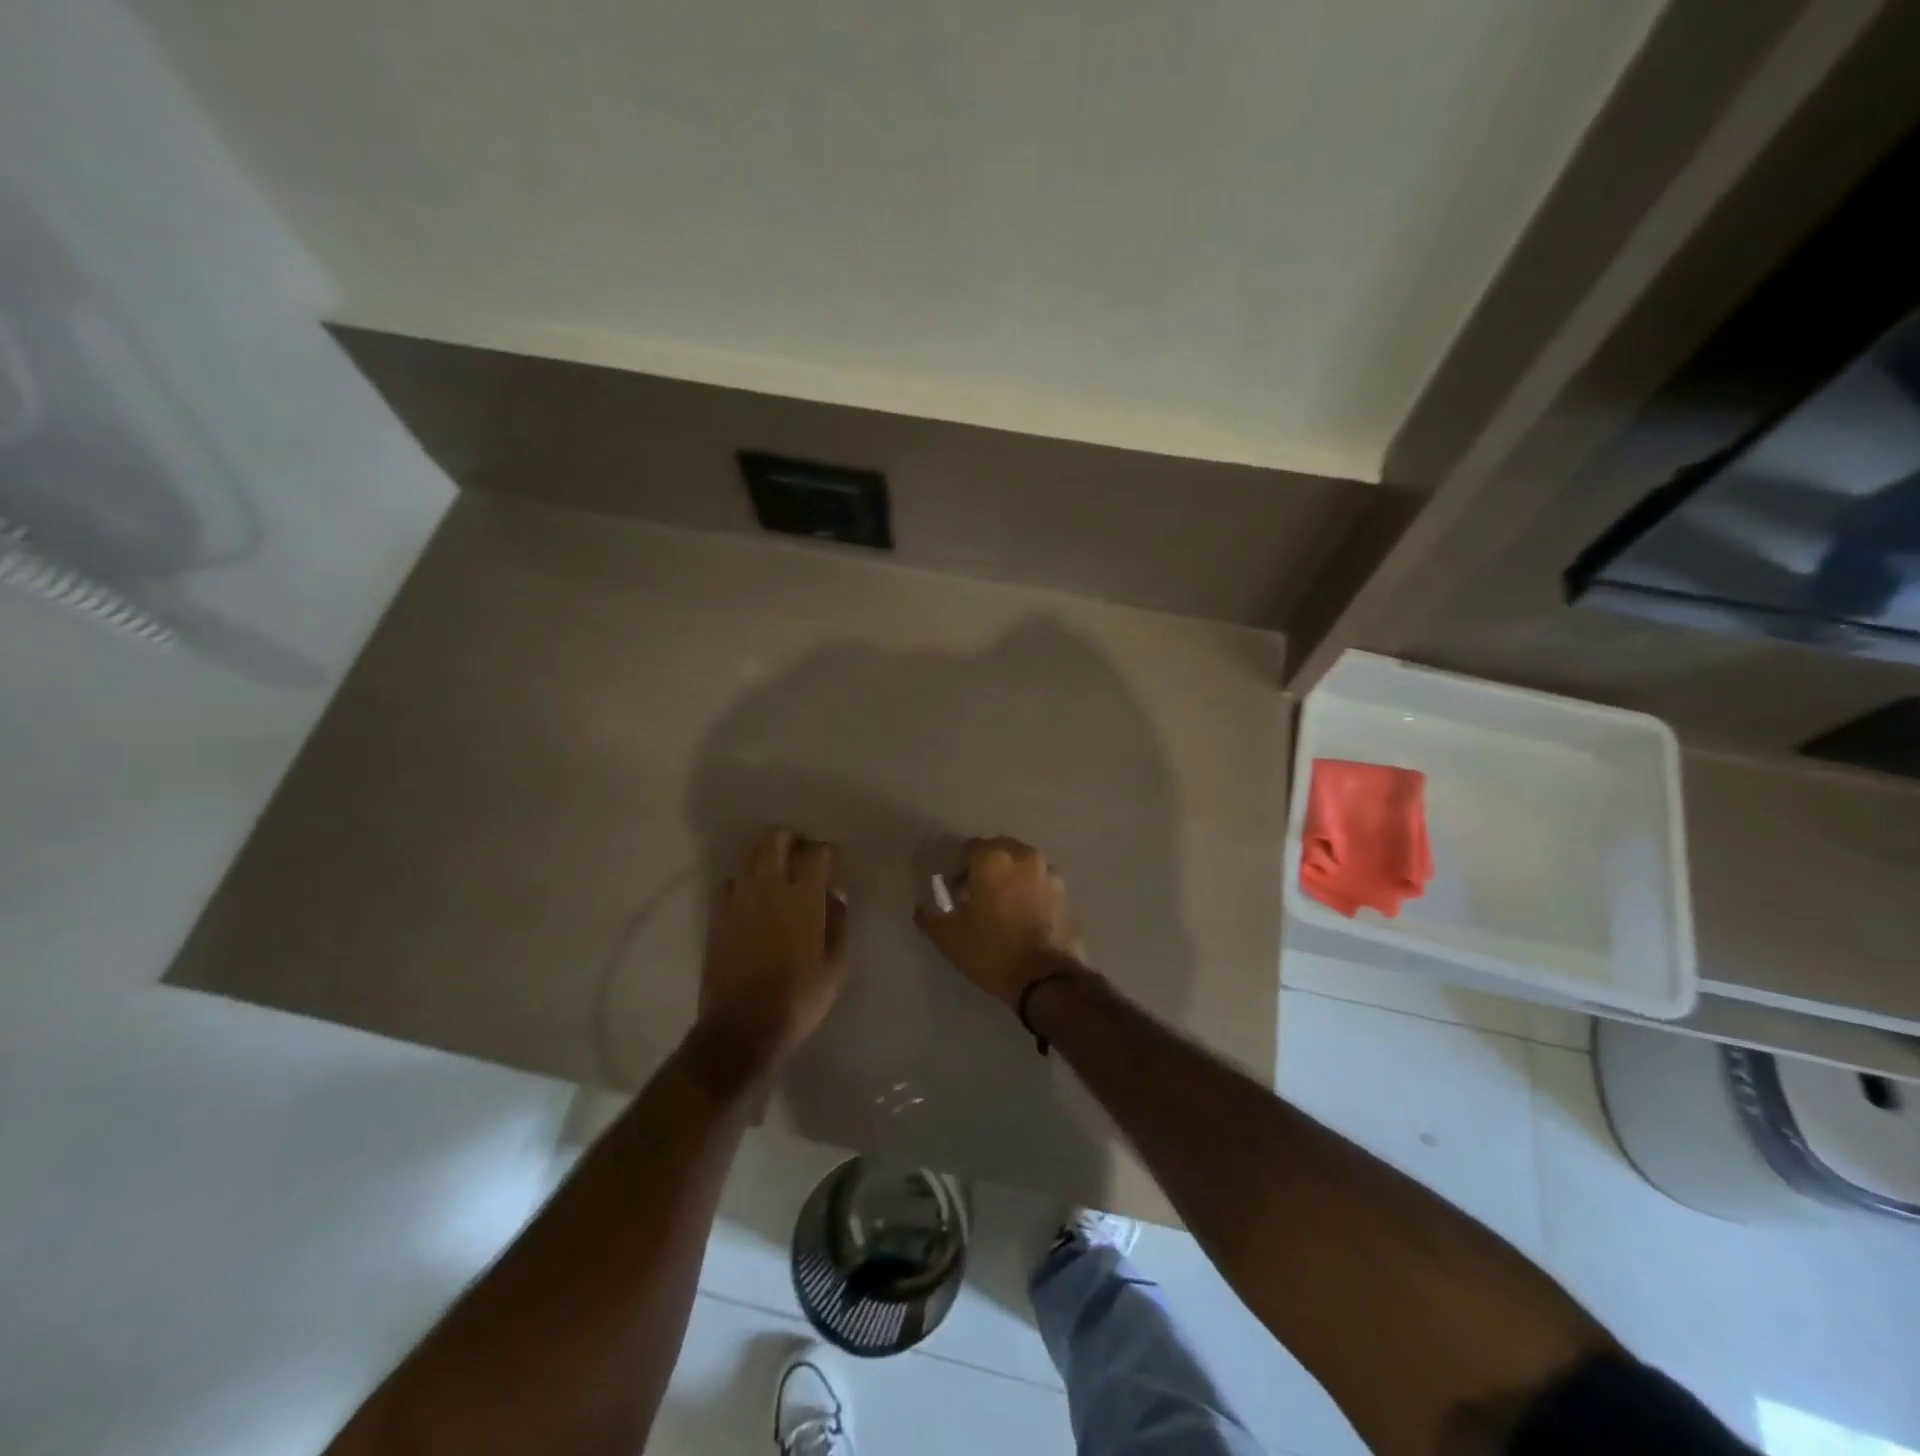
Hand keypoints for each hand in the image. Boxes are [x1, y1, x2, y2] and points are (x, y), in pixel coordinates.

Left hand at [699, 828, 848, 1068]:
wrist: (742, 1027)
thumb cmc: (799, 997)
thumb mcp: (837, 965)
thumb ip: (839, 923)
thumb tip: (834, 897)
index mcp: (803, 897)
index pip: (817, 852)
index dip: (828, 854)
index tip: (833, 867)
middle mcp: (769, 887)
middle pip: (776, 839)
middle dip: (793, 841)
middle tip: (803, 859)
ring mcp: (738, 898)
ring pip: (750, 854)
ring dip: (767, 855)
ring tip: (779, 873)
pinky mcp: (717, 914)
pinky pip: (730, 881)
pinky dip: (745, 880)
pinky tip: (754, 898)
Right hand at [914, 837, 1086, 1009]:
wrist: (1046, 979)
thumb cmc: (992, 952)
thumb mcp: (949, 938)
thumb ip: (930, 916)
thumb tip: (923, 907)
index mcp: (993, 859)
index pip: (969, 848)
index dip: (958, 869)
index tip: (955, 894)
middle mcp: (1023, 856)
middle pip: (998, 850)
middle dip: (986, 867)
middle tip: (977, 896)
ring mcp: (1048, 872)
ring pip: (1022, 864)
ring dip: (1010, 876)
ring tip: (1002, 906)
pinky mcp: (1065, 892)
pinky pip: (1040, 881)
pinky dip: (1029, 889)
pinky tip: (1024, 916)